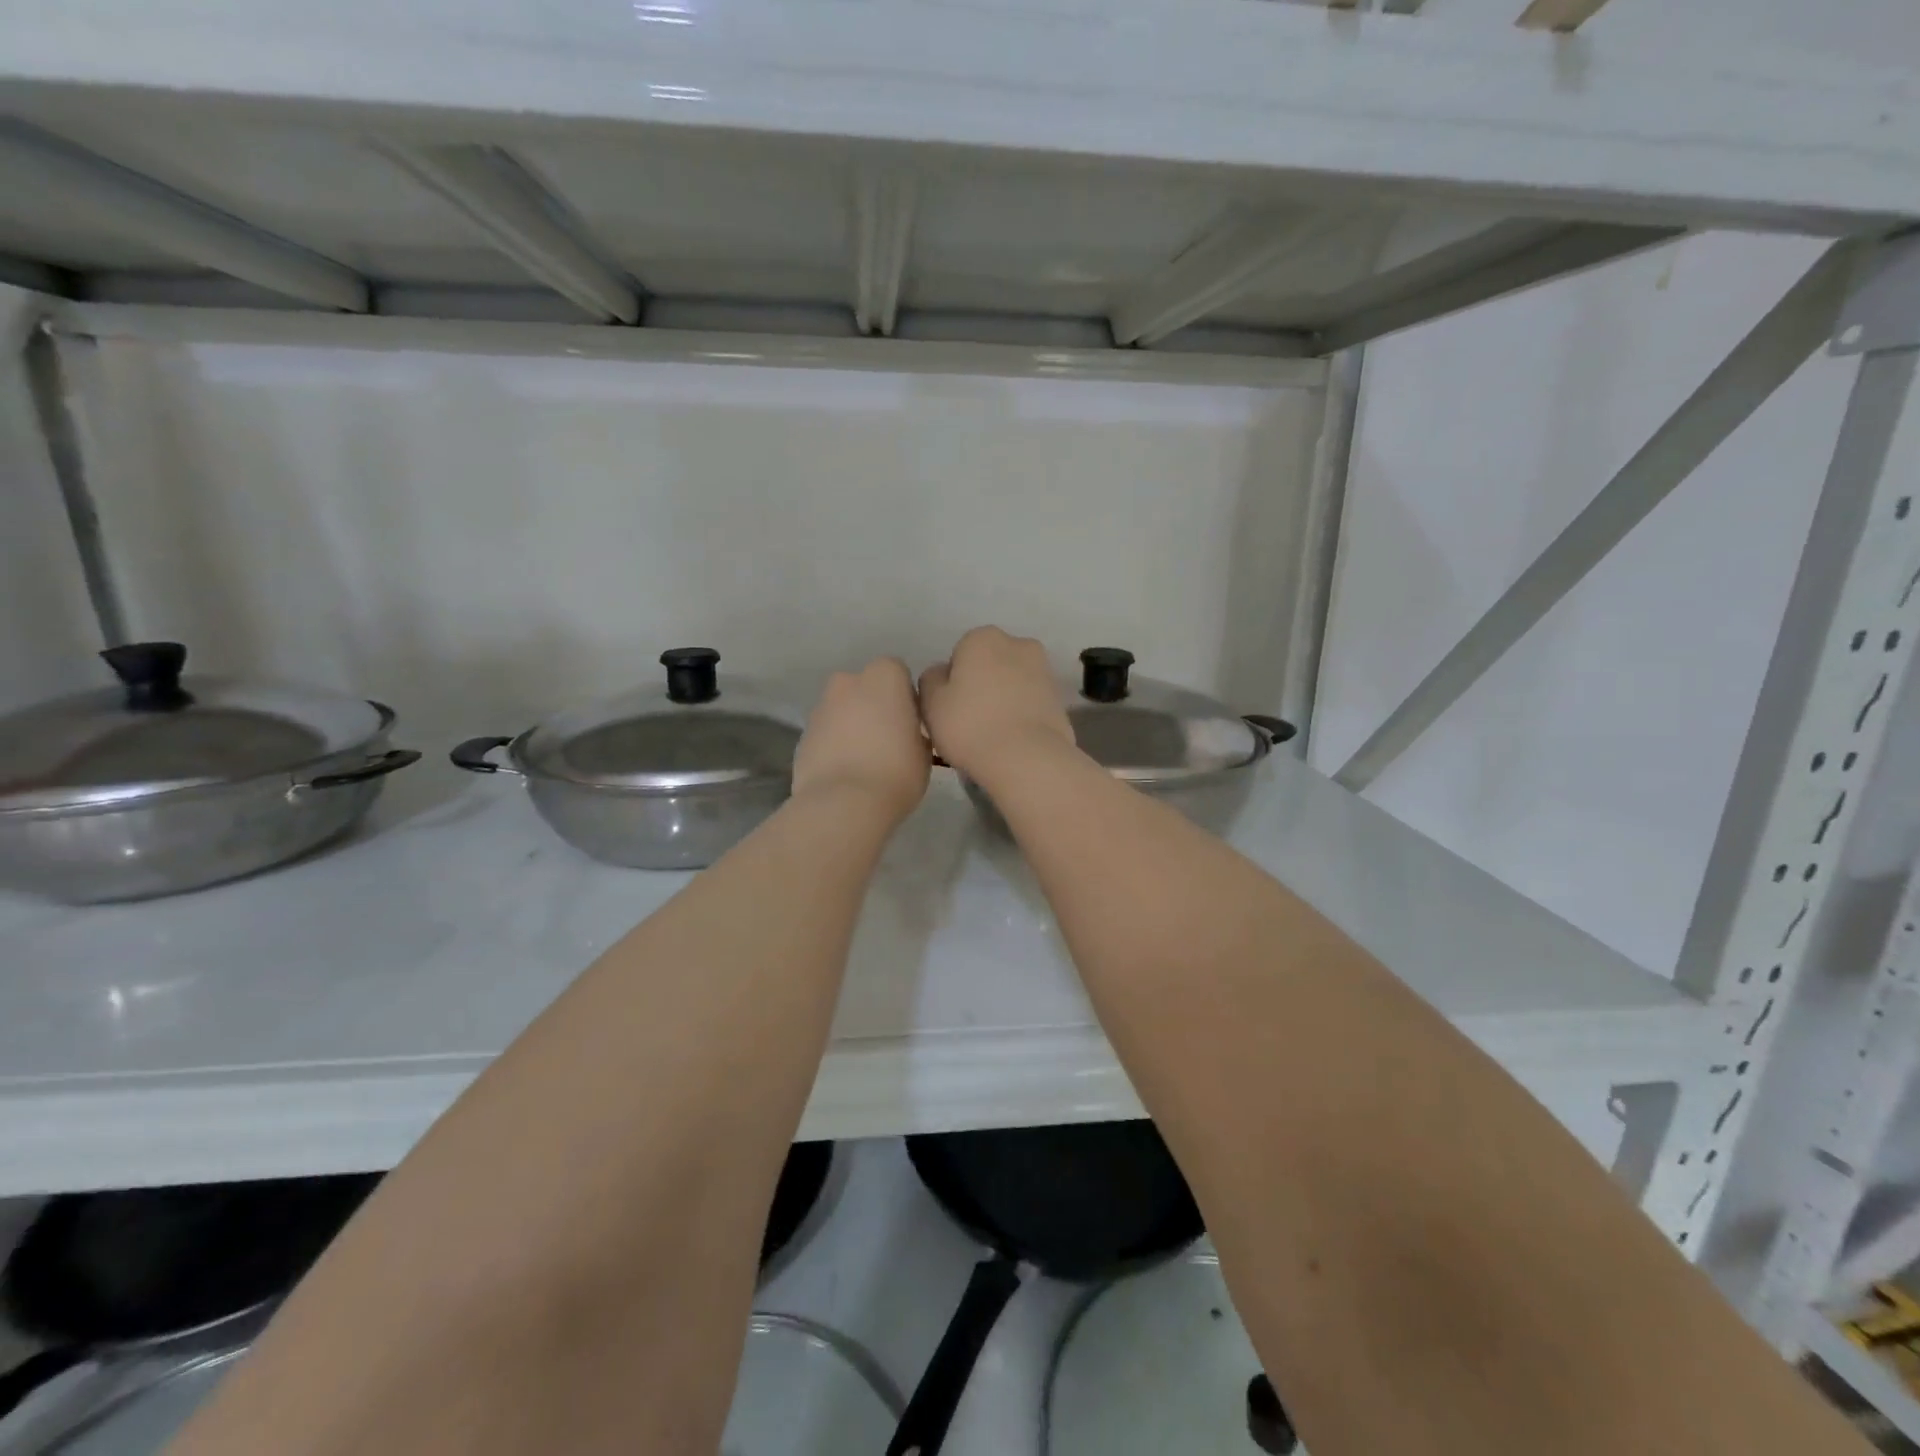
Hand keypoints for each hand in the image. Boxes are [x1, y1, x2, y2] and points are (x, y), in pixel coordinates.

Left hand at [792, 657, 930, 820]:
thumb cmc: (896, 771)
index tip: (910, 724)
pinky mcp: (803, 734)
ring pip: (842, 710)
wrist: (843, 803)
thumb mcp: (924, 751)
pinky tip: (844, 772)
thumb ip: (914, 730)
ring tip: (864, 760)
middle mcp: (848, 682)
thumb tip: (906, 733)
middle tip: (887, 739)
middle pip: (865, 688)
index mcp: (884, 676)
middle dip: (873, 706)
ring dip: (851, 725)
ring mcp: (821, 707)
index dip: (905, 697)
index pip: (898, 673)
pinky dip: (834, 745)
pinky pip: (826, 733)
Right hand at [918, 627, 1076, 779]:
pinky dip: (1022, 714)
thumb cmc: (970, 725)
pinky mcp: (1060, 699)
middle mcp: (1018, 644)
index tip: (951, 709)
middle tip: (970, 720)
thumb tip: (943, 674)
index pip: (959, 655)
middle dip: (982, 685)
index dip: (952, 683)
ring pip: (1012, 682)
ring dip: (1003, 699)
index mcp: (982, 638)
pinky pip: (1030, 703)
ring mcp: (1044, 670)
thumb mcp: (931, 703)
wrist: (1027, 758)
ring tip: (993, 733)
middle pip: (990, 664)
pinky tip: (1013, 739)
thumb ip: (930, 679)